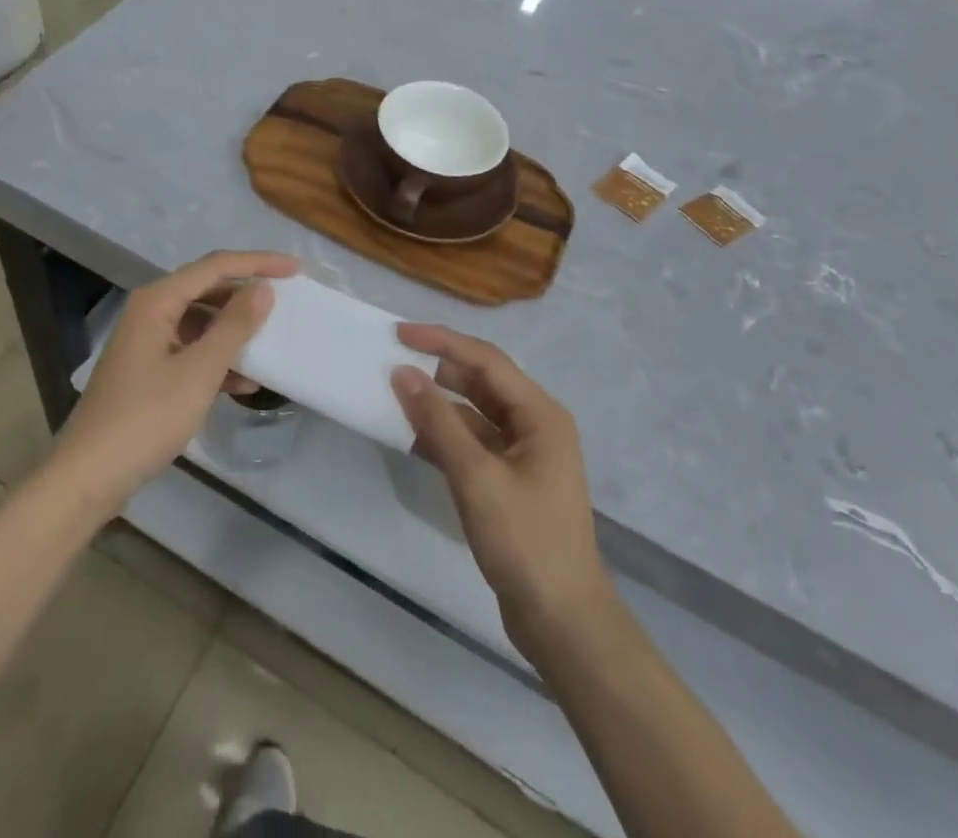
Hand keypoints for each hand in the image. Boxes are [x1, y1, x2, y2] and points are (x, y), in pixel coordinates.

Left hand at [50, 250, 297, 515]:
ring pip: (201, 322)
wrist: (88, 477)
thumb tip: (263, 289)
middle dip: (246, 294)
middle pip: (207, 288)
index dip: (258, 263)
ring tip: (270, 342)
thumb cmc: (146, 418)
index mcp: (158, 300)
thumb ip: (234, 326)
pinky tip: (244, 383)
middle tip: (286, 300)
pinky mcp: (148, 371)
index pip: (216, 266)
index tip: (297, 269)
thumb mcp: (199, 371)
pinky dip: (217, 360)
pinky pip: (191, 350)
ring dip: (234, 330)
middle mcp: (150, 311)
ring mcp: (147, 342)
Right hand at [390, 326, 611, 657]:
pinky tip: (412, 436)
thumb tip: (403, 374)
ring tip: (395, 394)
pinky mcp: (510, 482)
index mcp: (540, 414)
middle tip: (394, 360)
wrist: (563, 623)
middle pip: (482, 382)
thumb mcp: (476, 477)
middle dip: (439, 369)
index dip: (442, 341)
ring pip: (474, 413)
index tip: (399, 334)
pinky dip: (444, 436)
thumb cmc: (526, 541)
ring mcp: (524, 455)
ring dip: (438, 404)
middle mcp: (535, 425)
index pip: (485, 360)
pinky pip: (472, 443)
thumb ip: (438, 422)